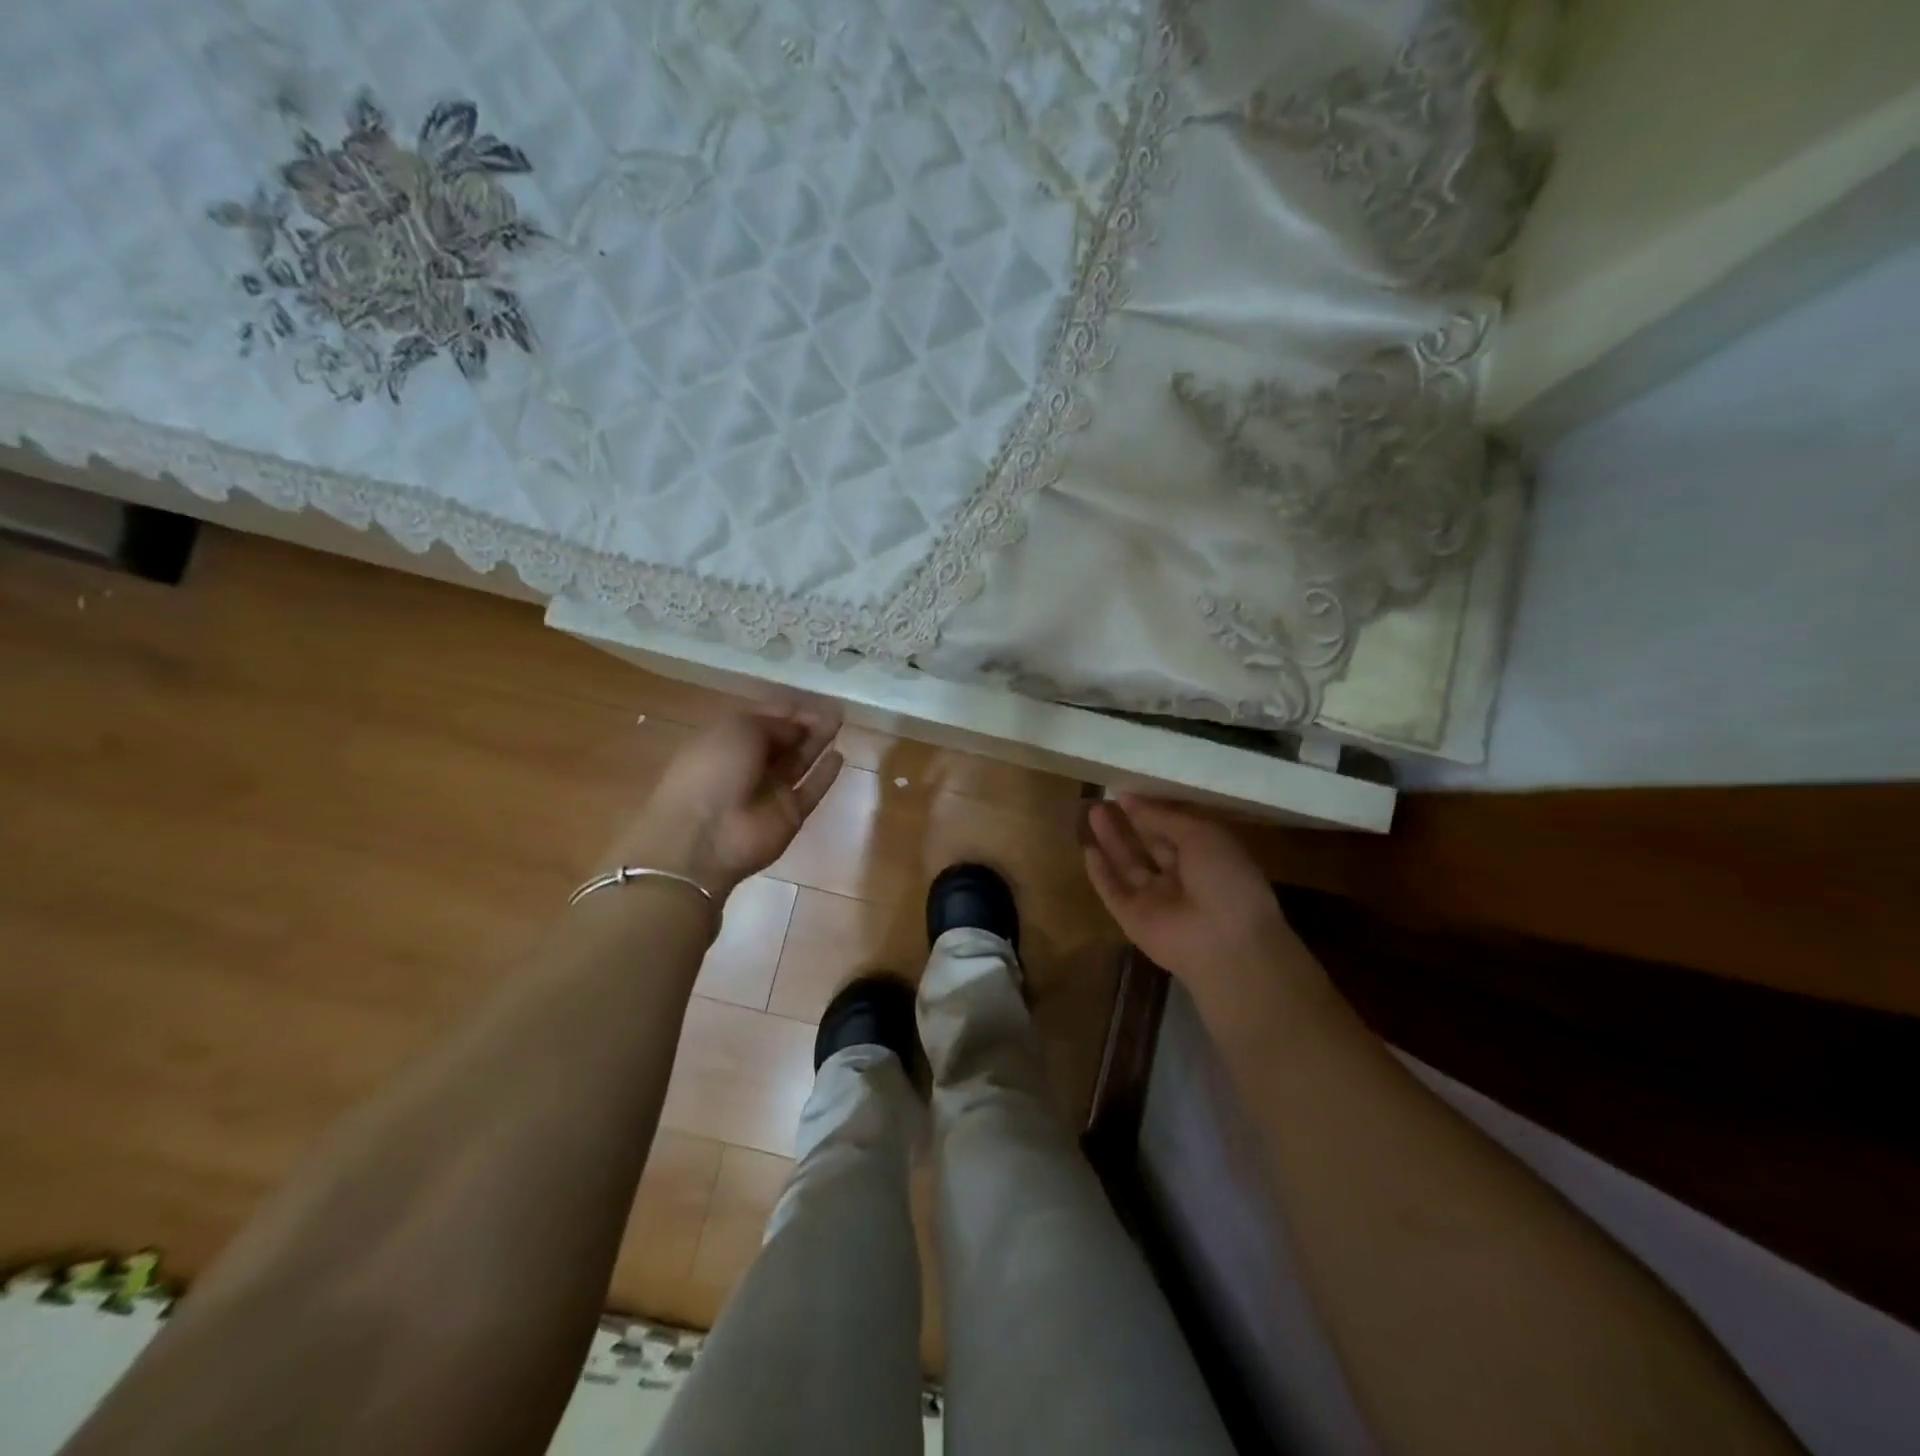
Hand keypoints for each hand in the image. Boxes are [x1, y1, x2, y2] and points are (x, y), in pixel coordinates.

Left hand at [603, 704, 844, 900]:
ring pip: (799, 761)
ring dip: (818, 742)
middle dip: (806, 724)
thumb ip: (775, 724)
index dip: (786, 710)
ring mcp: (770, 791)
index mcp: (727, 741)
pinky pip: (811, 790)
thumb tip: (800, 726)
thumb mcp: (739, 730)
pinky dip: (824, 775)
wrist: (704, 836)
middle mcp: (749, 765)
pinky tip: (839, 756)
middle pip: (783, 740)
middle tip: (834, 710)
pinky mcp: (789, 815)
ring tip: (840, 722)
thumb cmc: (714, 770)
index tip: (811, 701)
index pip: (762, 720)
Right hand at [1084, 795, 1304, 996]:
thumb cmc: (1224, 878)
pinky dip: (1100, 872)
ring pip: (1128, 866)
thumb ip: (1163, 817)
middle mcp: (1180, 878)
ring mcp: (1155, 900)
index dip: (1151, 811)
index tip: (1126, 792)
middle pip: (1148, 846)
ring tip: (1092, 811)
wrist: (1225, 943)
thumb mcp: (1201, 834)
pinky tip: (1088, 849)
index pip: (1173, 829)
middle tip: (1103, 799)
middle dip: (1128, 823)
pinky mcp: (1133, 919)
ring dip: (1111, 840)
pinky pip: (1113, 891)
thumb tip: (1129, 798)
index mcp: (1206, 857)